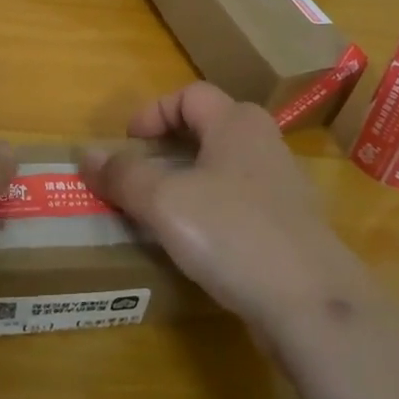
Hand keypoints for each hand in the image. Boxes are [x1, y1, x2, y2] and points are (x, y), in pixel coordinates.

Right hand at [81, 83, 371, 340]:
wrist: (311, 303)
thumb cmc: (232, 232)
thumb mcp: (165, 201)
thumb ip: (124, 175)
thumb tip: (87, 156)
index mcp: (237, 123)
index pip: (190, 94)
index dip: (153, 111)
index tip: (127, 143)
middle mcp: (263, 144)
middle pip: (209, 128)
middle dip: (169, 146)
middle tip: (140, 172)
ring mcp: (281, 187)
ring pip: (223, 168)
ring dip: (187, 181)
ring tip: (158, 210)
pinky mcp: (288, 227)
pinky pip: (238, 204)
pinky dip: (209, 212)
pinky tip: (194, 244)